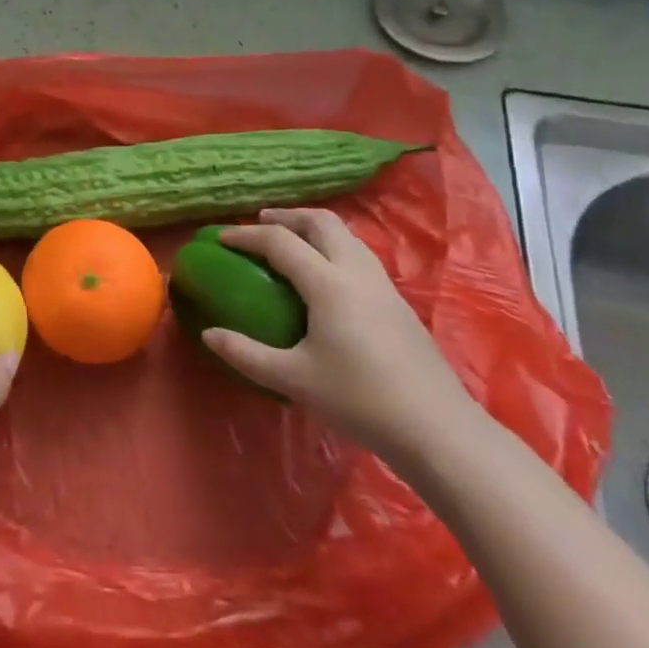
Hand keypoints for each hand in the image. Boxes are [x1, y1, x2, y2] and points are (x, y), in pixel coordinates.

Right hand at [202, 208, 483, 463]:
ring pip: (345, 236)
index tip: (220, 237)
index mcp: (328, 283)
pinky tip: (325, 277)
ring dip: (313, 228)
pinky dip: (333, 248)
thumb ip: (246, 354)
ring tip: (291, 242)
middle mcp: (357, 272)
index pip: (280, 241)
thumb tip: (208, 334)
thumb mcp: (294, 379)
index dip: (246, 235)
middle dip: (287, 216)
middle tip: (260, 224)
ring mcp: (383, 285)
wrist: (440, 431)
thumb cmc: (361, 400)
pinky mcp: (398, 303)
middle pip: (321, 222)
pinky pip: (359, 255)